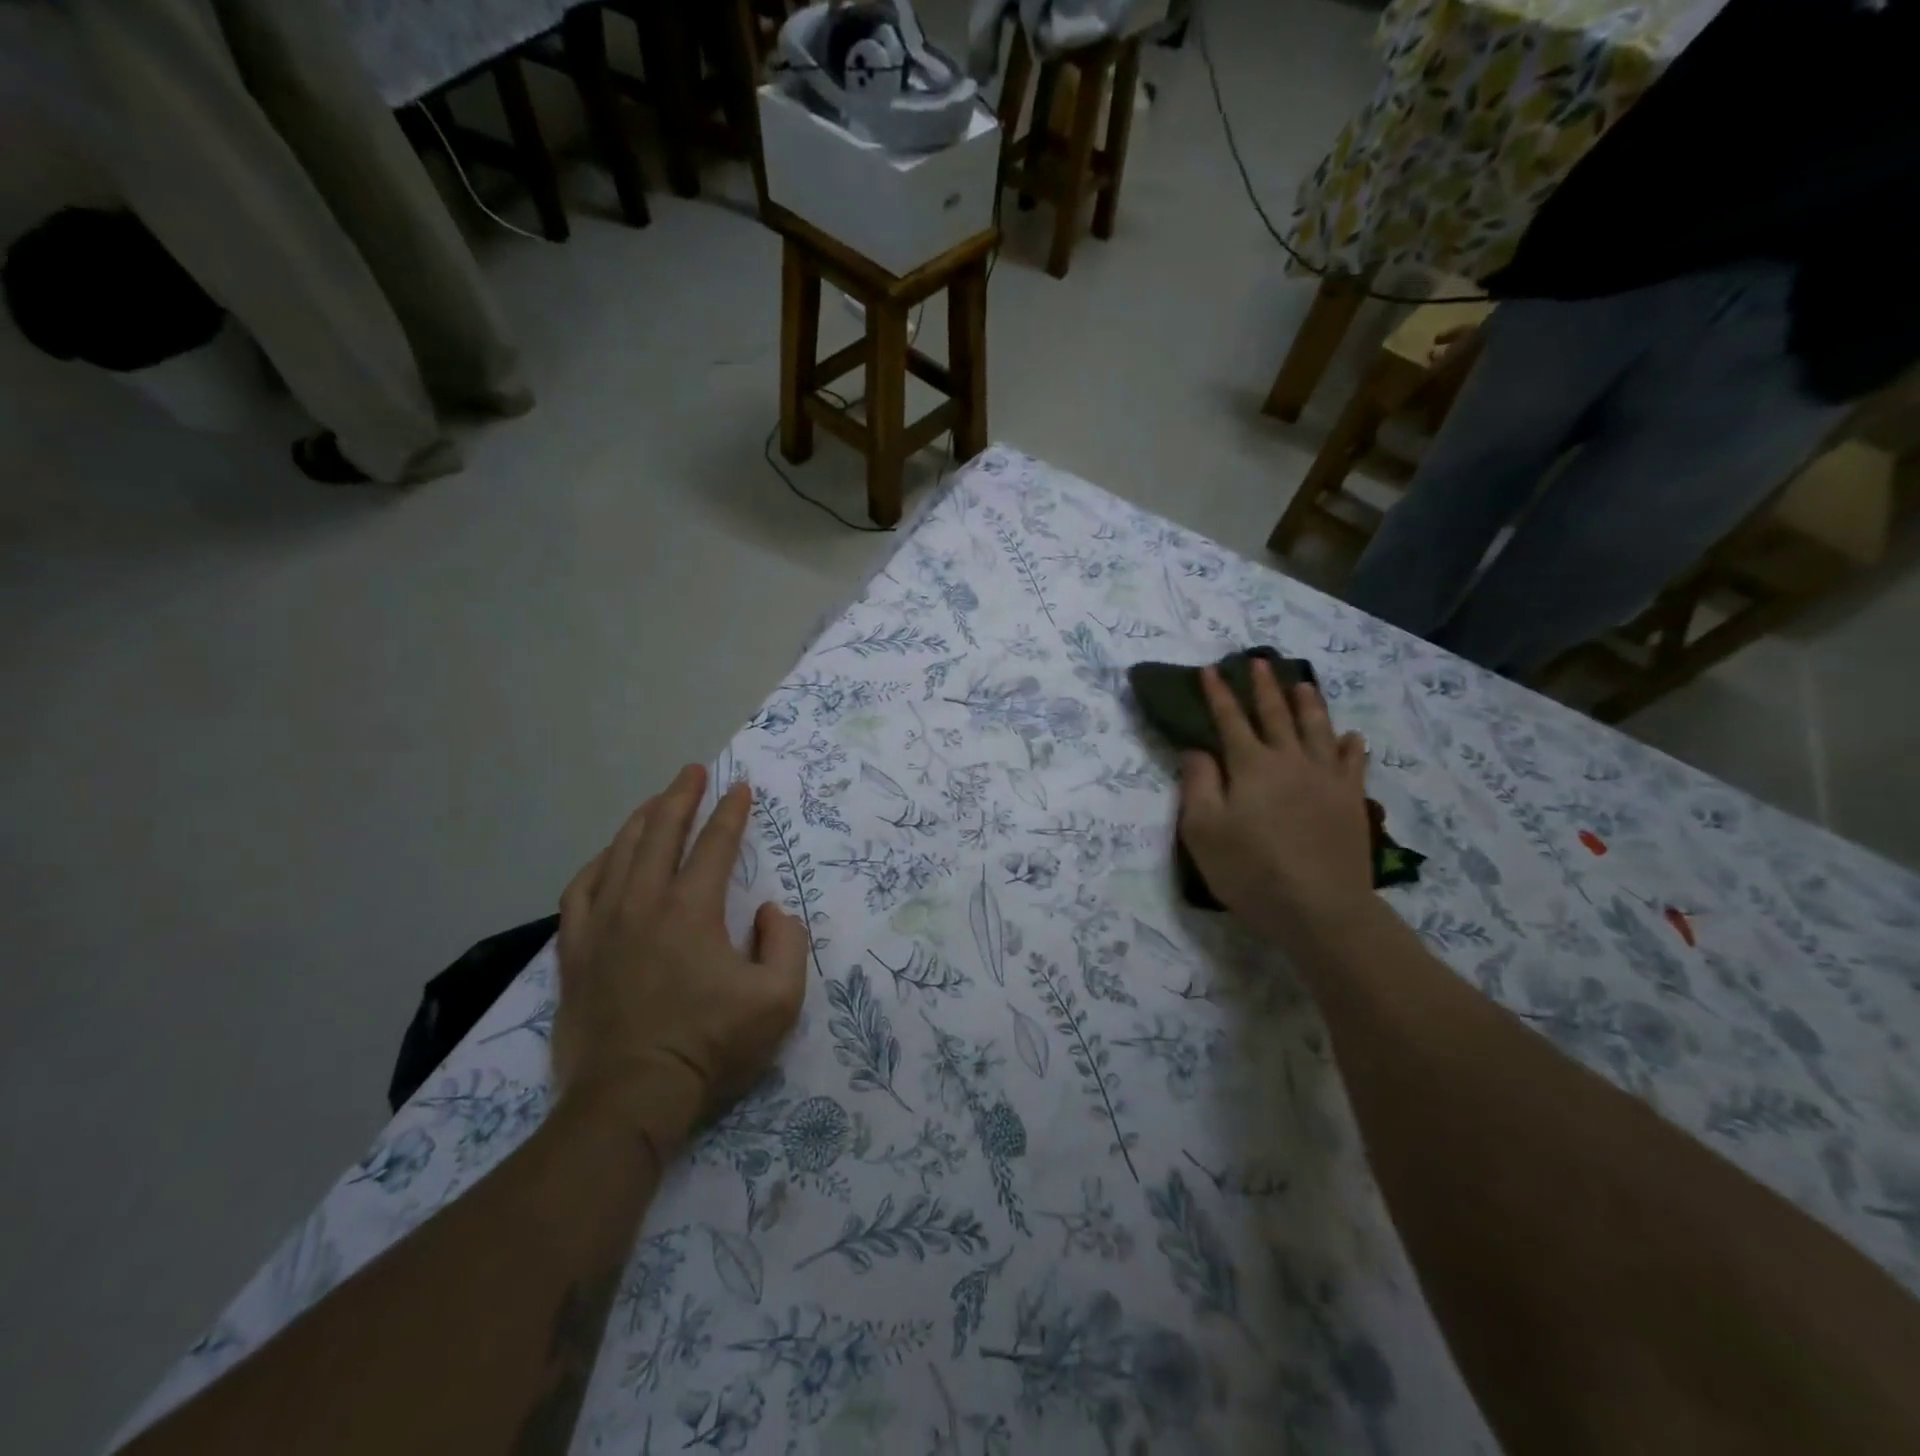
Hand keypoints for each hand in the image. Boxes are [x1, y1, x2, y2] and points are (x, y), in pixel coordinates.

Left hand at [554, 765, 807, 1160]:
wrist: (631, 1097)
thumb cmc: (710, 1046)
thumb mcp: (779, 999)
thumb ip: (787, 942)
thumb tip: (767, 910)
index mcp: (691, 910)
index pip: (714, 844)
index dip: (730, 812)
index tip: (740, 788)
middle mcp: (643, 903)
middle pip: (660, 832)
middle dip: (680, 796)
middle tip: (693, 771)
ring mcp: (601, 925)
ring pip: (619, 852)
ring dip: (641, 820)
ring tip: (657, 802)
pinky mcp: (574, 950)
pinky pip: (581, 889)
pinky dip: (599, 863)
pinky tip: (608, 857)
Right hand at [1178, 660, 1374, 949]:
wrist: (1320, 908)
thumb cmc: (1251, 870)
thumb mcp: (1203, 830)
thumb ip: (1197, 784)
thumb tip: (1196, 750)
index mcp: (1251, 766)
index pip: (1229, 720)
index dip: (1218, 694)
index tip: (1210, 669)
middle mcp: (1290, 761)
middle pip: (1276, 715)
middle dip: (1265, 687)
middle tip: (1261, 660)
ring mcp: (1326, 779)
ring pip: (1317, 729)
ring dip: (1308, 704)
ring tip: (1303, 683)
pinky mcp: (1350, 801)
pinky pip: (1351, 763)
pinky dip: (1349, 745)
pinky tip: (1350, 736)